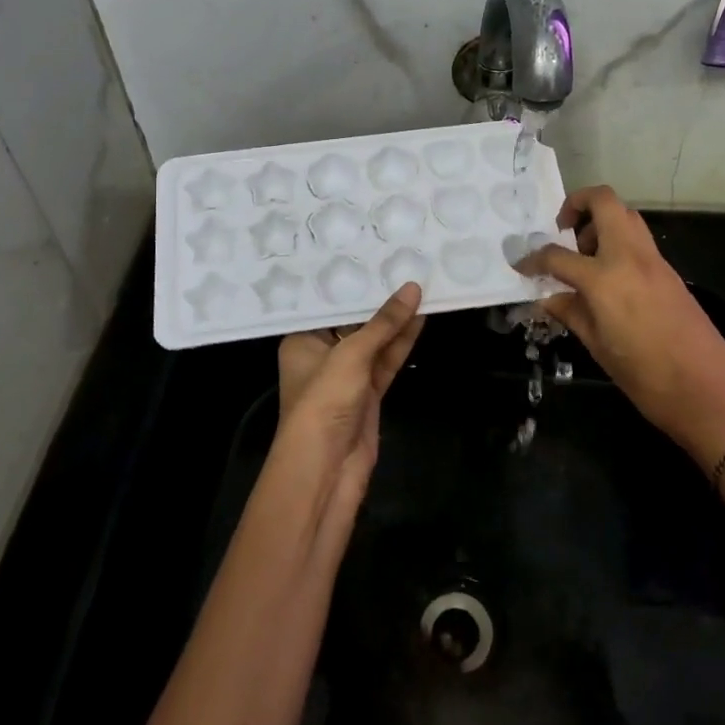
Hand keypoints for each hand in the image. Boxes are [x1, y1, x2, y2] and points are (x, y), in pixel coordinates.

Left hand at [274, 283, 425, 506]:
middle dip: (378, 300)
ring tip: (422, 286)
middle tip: (403, 264)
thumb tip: (413, 288)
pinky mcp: (368, 395)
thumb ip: (383, 323)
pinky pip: (386, 361)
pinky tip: (420, 318)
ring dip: (396, 321)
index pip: (327, 304)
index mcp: (302, 341)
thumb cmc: (323, 402)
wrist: (325, 470)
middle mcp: (322, 354)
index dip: (352, 282)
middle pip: (353, 321)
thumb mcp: (351, 355)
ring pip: (375, 342)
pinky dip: (402, 343)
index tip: (375, 254)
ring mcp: (347, 377)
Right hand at [518, 187, 724, 466]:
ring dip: (601, 222)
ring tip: (585, 256)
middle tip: (563, 232)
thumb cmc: (646, 378)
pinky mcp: (670, 272)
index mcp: (605, 279)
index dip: (534, 259)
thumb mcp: (598, 347)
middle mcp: (630, 257)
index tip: (522, 265)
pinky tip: (608, 277)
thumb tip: (549, 297)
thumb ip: (571, 313)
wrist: (708, 393)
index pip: (558, 256)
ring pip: (626, 215)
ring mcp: (654, 261)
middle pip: (604, 202)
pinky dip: (619, 243)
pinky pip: (639, 240)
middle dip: (577, 204)